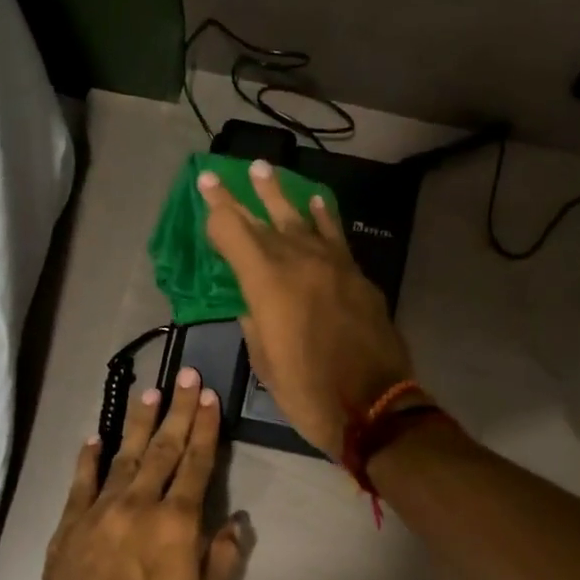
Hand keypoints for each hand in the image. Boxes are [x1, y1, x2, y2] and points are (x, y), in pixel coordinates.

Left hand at [34, 369, 252, 579]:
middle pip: (163, 448)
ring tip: (151, 394)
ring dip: (140, 424)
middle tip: (186, 376)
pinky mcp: (69, 525)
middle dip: (178, 410)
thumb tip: (235, 521)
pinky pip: (81, 482)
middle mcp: (139, 505)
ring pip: (124, 456)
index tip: (209, 397)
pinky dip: (89, 458)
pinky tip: (96, 439)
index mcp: (176, 523)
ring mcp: (100, 511)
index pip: (196, 463)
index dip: (205, 428)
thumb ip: (221, 560)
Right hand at [201, 160, 413, 457]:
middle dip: (241, 196)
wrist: (373, 408)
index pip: (234, 232)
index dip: (217, 208)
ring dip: (281, 196)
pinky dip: (323, 218)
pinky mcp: (358, 278)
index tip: (206, 185)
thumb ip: (256, 323)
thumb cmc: (308, 393)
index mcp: (267, 284)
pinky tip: (316, 203)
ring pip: (302, 220)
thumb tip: (255, 303)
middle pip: (265, 220)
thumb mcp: (265, 363)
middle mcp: (299, 262)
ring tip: (266, 171)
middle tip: (227, 172)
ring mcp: (334, 266)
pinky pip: (336, 238)